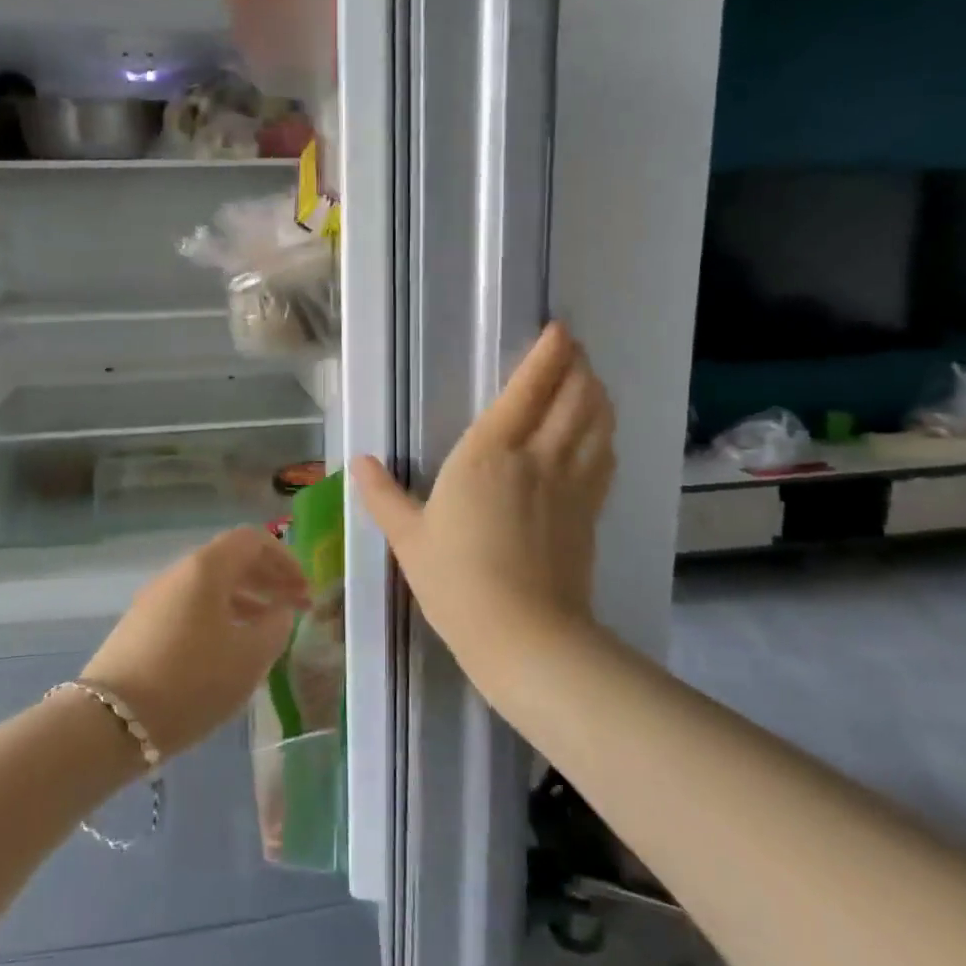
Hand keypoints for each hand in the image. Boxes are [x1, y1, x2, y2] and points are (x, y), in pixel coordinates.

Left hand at [81, 527, 308, 757]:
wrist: (112, 721)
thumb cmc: (192, 681)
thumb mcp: (249, 657)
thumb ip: (275, 626)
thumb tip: (280, 610)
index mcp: (206, 568)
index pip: (253, 540)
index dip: (284, 559)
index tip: (304, 589)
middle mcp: (178, 572)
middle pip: (230, 560)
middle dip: (267, 579)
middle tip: (294, 607)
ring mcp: (155, 598)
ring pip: (210, 586)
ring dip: (244, 600)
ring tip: (267, 630)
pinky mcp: (141, 626)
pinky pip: (191, 607)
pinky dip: (219, 616)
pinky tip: (229, 648)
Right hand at [351, 322, 614, 675]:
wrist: (524, 635)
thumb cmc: (456, 581)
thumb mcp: (409, 538)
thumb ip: (383, 495)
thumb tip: (360, 462)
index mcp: (489, 454)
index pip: (527, 390)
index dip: (547, 355)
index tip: (559, 330)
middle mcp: (537, 457)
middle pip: (573, 396)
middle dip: (578, 365)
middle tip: (575, 348)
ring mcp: (571, 484)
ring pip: (597, 422)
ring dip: (597, 394)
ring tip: (591, 379)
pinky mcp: (590, 512)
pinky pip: (605, 458)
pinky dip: (605, 435)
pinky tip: (601, 434)